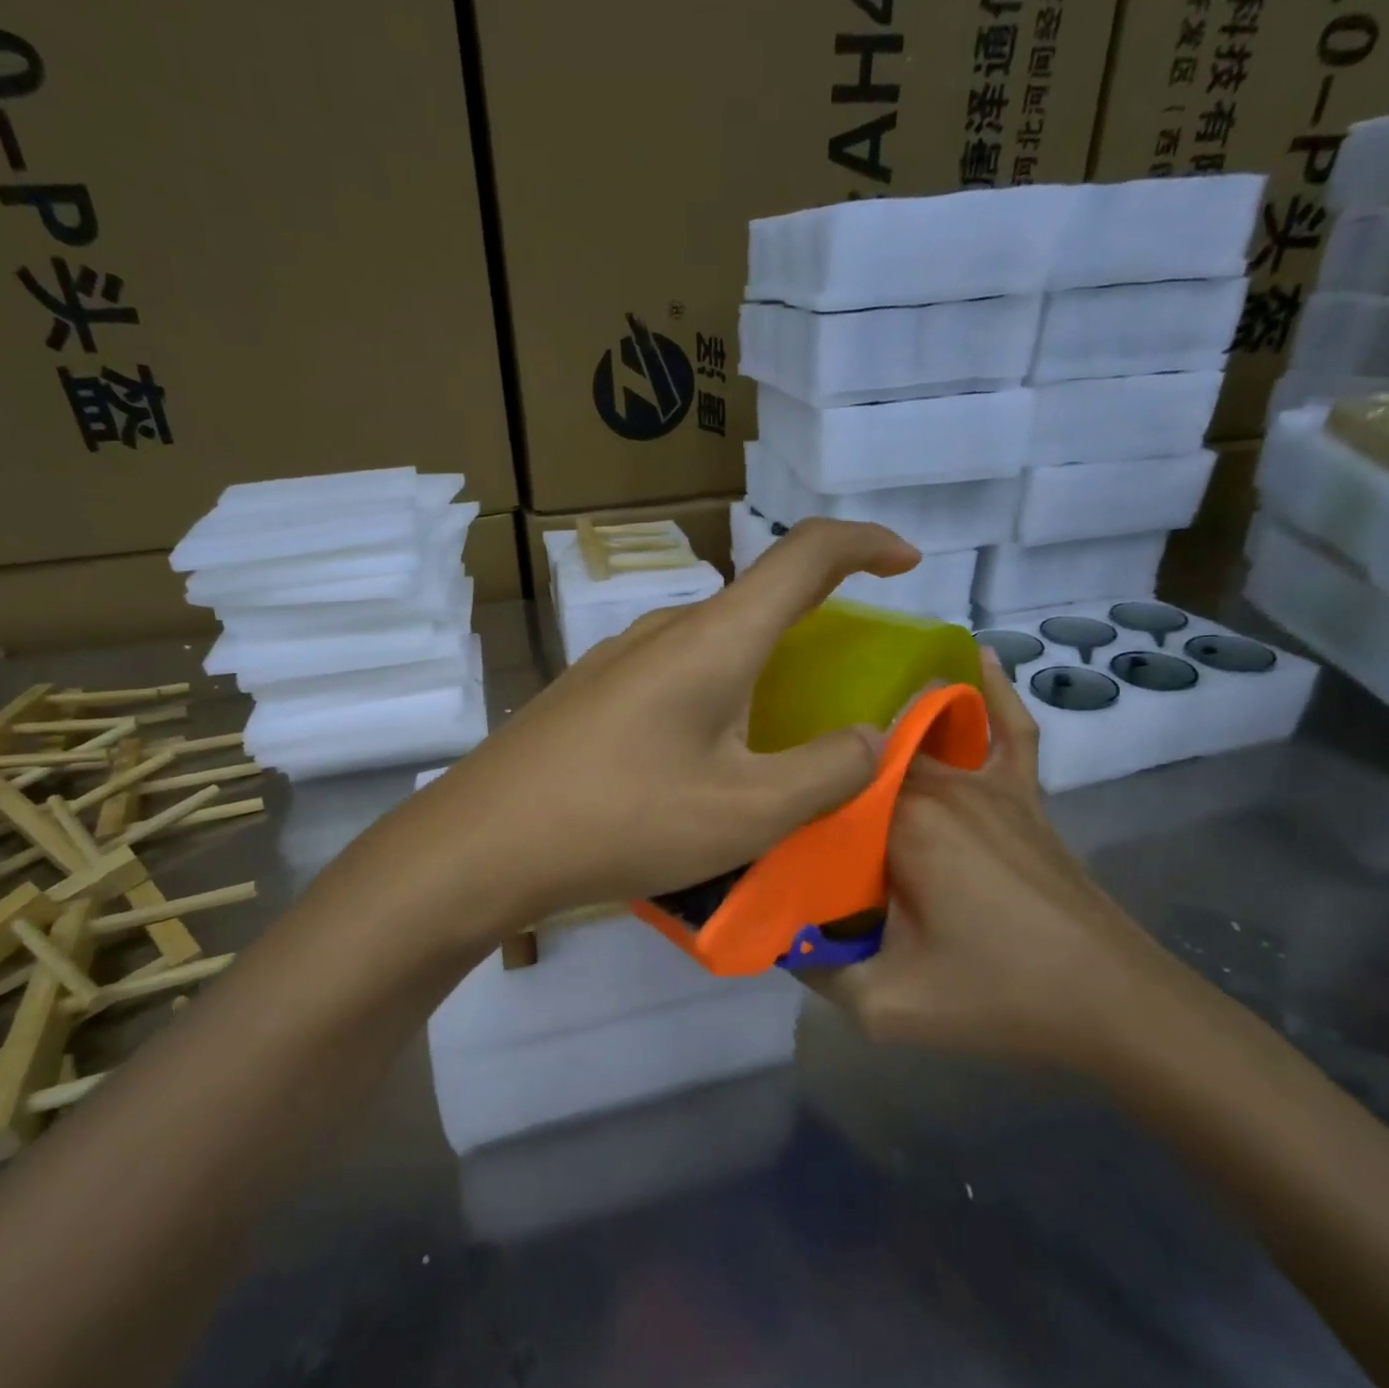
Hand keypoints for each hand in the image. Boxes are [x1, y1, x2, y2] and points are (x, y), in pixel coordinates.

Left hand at [414, 519, 920, 922]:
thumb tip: (872, 738)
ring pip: (712, 644)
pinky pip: (673, 676)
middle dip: (816, 624)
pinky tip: (702, 759)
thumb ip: (827, 771)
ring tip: (777, 738)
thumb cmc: (623, 820)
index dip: (864, 545)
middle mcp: (664, 631)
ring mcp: (616, 659)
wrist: (482, 843)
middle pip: (757, 601)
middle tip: (844, 684)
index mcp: (713, 639)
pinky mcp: (589, 693)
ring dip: (759, 672)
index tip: (905, 563)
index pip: (804, 555)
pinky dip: (714, 697)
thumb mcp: (746, 811)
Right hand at [806, 657, 1181, 1071]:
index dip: (791, 803)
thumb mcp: (887, 1006)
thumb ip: (818, 968)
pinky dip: (992, 691)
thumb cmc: (1000, 997)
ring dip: (880, 731)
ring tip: (839, 734)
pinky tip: (977, 658)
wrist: (1116, 1003)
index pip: (826, 789)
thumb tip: (777, 934)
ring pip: (919, 735)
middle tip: (790, 794)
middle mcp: (941, 785)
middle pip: (864, 759)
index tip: (765, 828)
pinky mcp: (1023, 795)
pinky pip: (1006, 730)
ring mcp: (987, 784)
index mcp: (904, 822)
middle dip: (826, 772)